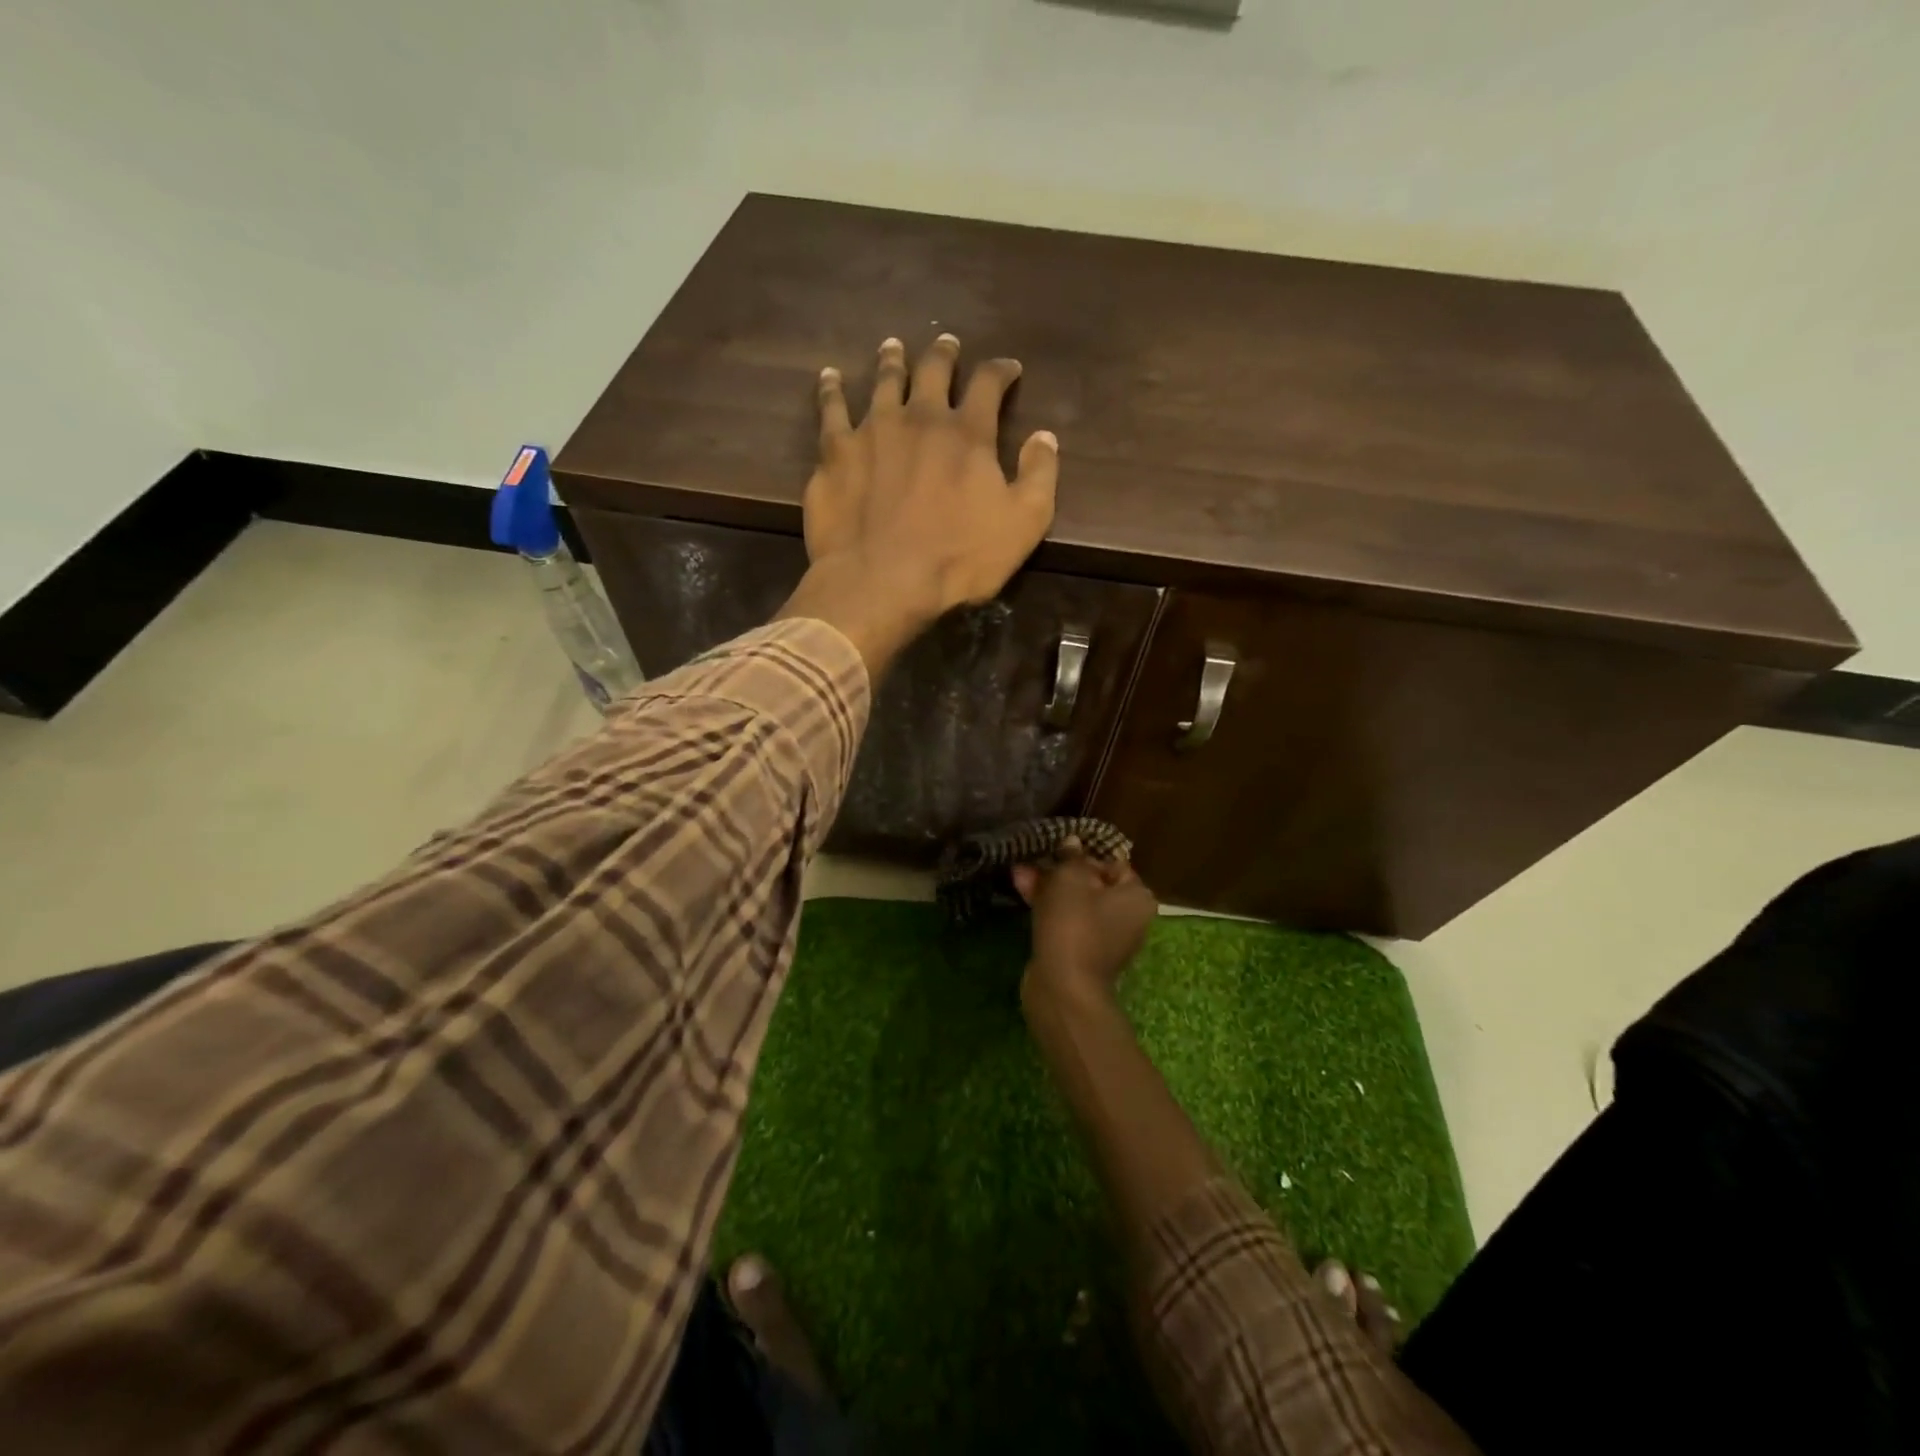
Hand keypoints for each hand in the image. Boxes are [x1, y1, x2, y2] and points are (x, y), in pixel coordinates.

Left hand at [778, 335, 1059, 672]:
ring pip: (883, 381)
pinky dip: (831, 390)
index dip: (1001, 371)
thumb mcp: (1023, 525)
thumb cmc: (958, 560)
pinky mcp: (835, 452)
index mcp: (967, 434)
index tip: (1008, 368)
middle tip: (946, 344)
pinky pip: (831, 410)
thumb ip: (1039, 476)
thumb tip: (1045, 436)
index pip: (988, 384)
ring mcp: (873, 431)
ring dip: (892, 361)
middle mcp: (919, 418)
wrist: (881, 581)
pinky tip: (830, 377)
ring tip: (893, 348)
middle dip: (943, 354)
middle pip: (932, 370)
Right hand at [1013, 838, 1158, 1010]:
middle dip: (1060, 869)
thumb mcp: (1069, 878)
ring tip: (1018, 872)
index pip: (1113, 863)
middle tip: (1034, 858)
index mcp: (1136, 897)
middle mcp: (1127, 917)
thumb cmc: (1074, 923)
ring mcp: (1104, 938)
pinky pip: (1066, 920)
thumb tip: (1072, 842)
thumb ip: (1071, 856)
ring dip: (1048, 885)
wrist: (1063, 986)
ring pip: (1075, 902)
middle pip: (1092, 883)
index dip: (1084, 853)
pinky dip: (1047, 906)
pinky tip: (1021, 889)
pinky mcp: (1081, 952)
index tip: (1059, 848)